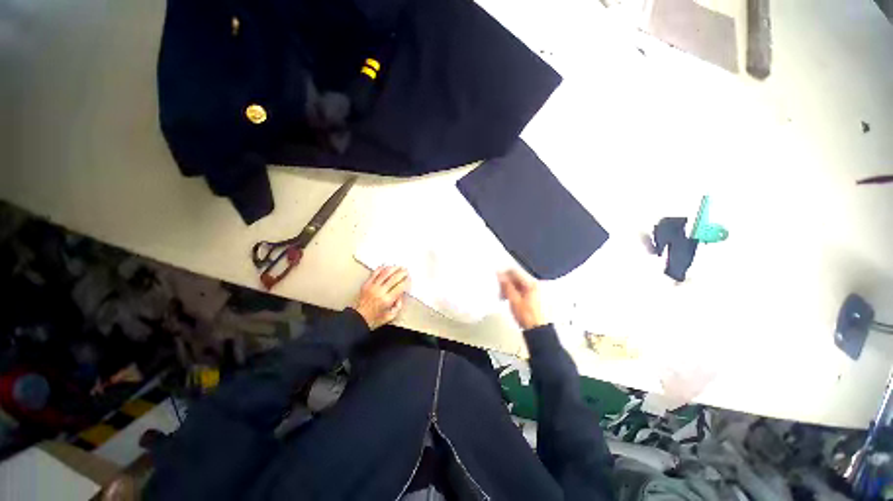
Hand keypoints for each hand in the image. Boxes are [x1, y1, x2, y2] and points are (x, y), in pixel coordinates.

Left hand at [353, 266, 410, 329]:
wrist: (357, 319)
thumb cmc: (374, 319)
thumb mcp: (390, 316)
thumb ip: (398, 306)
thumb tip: (400, 295)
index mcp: (387, 300)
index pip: (400, 286)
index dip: (406, 281)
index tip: (409, 279)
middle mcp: (380, 291)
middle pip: (394, 278)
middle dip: (402, 273)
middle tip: (406, 271)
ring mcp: (372, 286)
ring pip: (385, 273)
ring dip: (393, 268)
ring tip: (399, 267)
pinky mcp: (366, 284)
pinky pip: (375, 273)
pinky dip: (382, 268)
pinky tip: (387, 267)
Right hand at [498, 270, 546, 329]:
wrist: (539, 330)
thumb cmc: (527, 317)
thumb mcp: (514, 300)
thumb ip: (506, 286)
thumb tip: (500, 275)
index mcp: (531, 283)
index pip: (514, 272)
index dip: (503, 275)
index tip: (497, 282)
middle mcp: (535, 284)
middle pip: (517, 277)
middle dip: (507, 283)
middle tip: (500, 292)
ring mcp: (536, 290)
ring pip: (519, 284)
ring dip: (510, 288)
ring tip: (504, 298)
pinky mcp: (536, 296)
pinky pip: (523, 289)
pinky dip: (516, 292)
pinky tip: (512, 300)